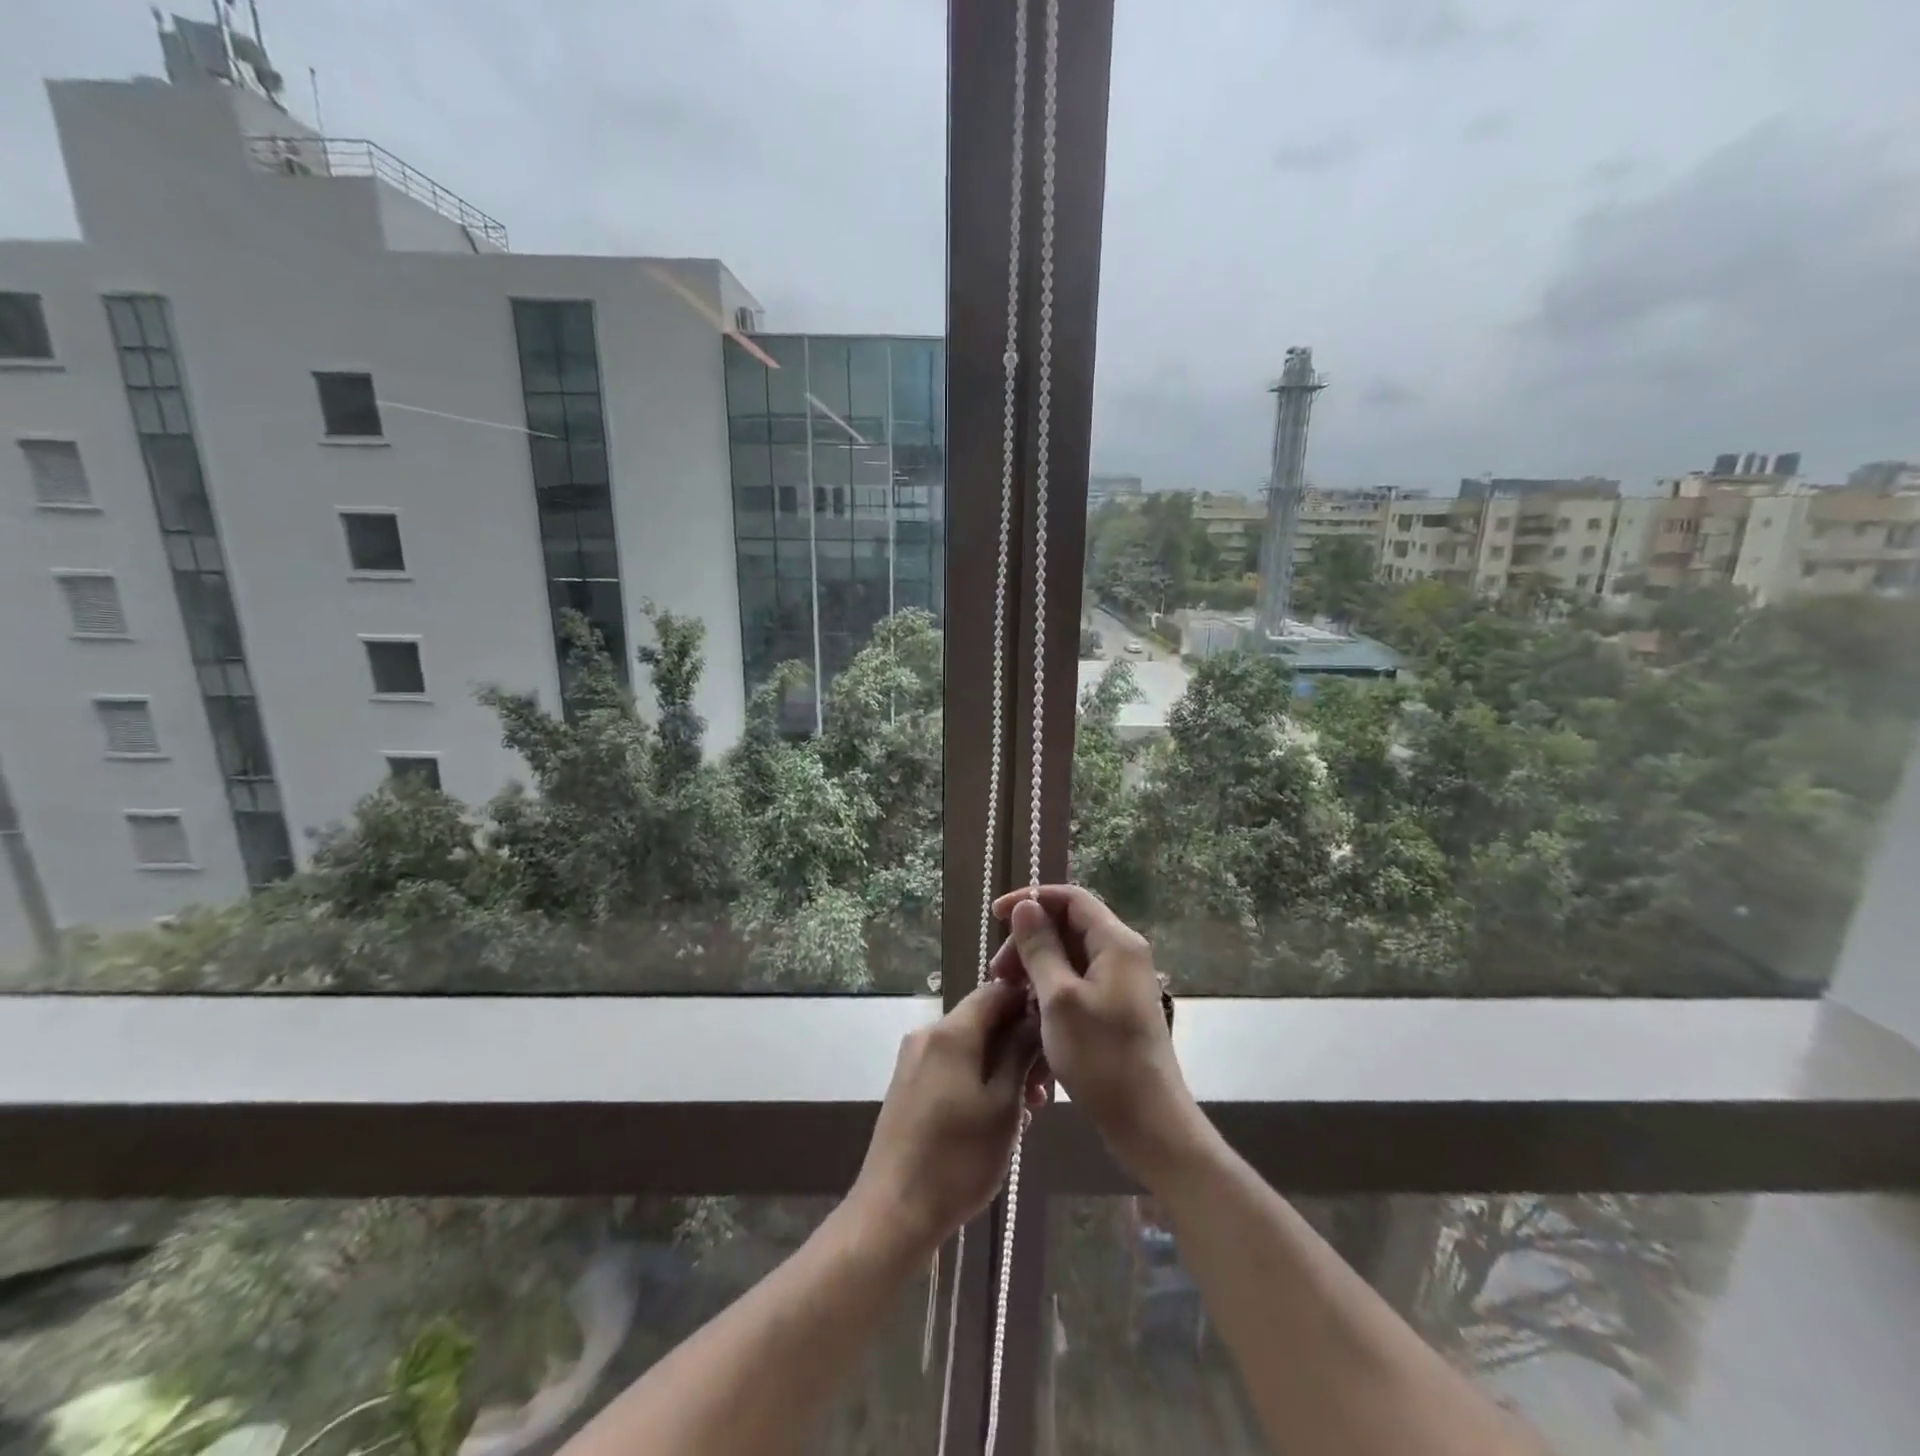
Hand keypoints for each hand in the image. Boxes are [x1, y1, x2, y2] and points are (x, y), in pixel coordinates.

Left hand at [848, 980, 1045, 1256]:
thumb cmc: (959, 1158)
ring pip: (969, 1046)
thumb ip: (1020, 1053)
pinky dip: (979, 1079)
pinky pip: (952, 1066)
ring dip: (1002, 1066)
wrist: (894, 1211)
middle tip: (1046, 1085)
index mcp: (951, 1031)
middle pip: (983, 1019)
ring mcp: (914, 1060)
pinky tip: (998, 1117)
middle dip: (1018, 1044)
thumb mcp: (1004, 1105)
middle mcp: (928, 1034)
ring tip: (1029, 1109)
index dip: (1028, 1003)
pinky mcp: (908, 1086)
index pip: (996, 990)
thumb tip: (1034, 1016)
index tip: (1055, 1034)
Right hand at [991, 885, 1203, 1184]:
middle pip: (1068, 926)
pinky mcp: (1115, 1007)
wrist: (1148, 1123)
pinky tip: (1029, 1013)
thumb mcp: (1059, 999)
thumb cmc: (1102, 1058)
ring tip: (1009, 995)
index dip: (1031, 899)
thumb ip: (1040, 948)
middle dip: (1028, 940)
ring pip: (1070, 956)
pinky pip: (1077, 981)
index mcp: (1116, 942)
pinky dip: (1050, 988)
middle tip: (998, 973)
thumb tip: (1025, 906)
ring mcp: (1120, 982)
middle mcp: (1123, 954)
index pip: (1070, 898)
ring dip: (1035, 967)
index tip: (995, 916)